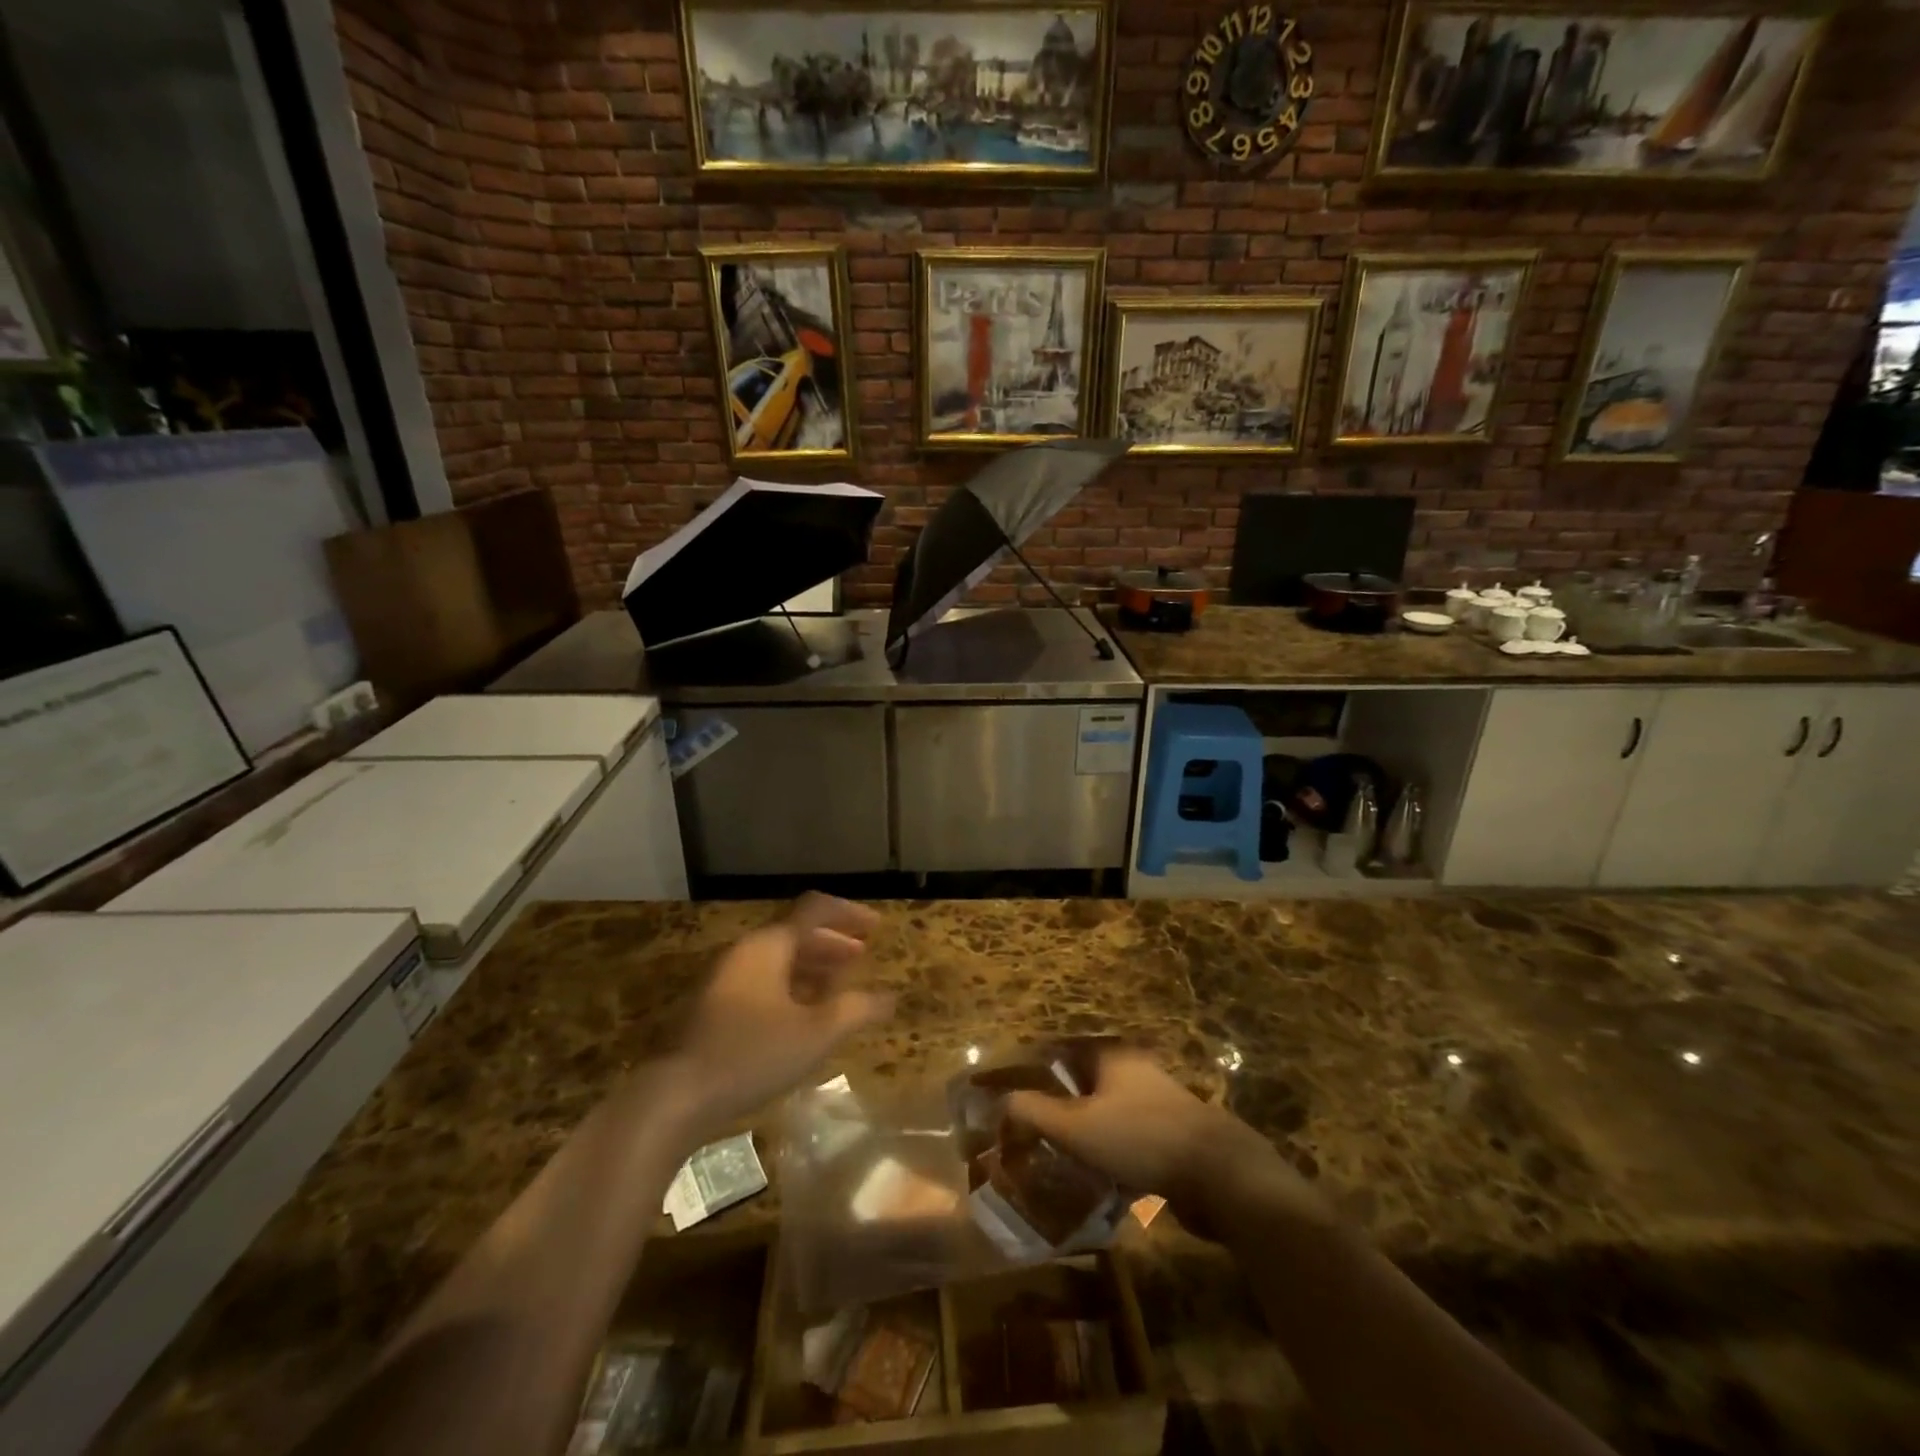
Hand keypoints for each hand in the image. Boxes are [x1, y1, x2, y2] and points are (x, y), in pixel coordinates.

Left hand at [662, 895, 892, 1141]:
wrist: (674, 1097)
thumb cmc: (752, 1055)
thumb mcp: (816, 1034)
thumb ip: (856, 1010)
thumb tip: (890, 997)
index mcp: (769, 946)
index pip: (815, 910)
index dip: (849, 914)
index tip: (877, 927)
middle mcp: (746, 952)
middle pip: (796, 933)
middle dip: (833, 942)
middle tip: (862, 956)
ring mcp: (726, 978)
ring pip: (779, 959)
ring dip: (813, 965)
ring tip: (840, 986)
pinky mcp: (715, 1006)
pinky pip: (762, 980)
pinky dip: (791, 985)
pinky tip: (804, 1014)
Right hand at [1005, 1046, 1324, 1239]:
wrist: (1220, 1176)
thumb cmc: (1140, 1138)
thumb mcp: (1077, 1126)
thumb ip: (1035, 1112)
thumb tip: (1002, 1102)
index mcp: (1111, 1054)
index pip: (1062, 1048)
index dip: (1035, 1066)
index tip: (1011, 1089)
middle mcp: (1135, 1069)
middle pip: (1084, 1080)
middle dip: (1058, 1102)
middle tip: (1030, 1128)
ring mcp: (1158, 1101)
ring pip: (1107, 1110)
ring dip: (1084, 1130)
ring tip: (1057, 1156)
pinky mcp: (1173, 1135)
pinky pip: (1128, 1137)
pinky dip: (1109, 1151)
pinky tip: (1096, 1177)